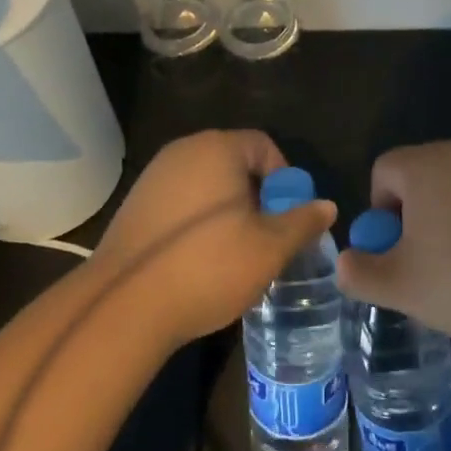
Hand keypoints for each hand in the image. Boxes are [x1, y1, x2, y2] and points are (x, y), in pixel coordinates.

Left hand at [91, 130, 337, 350]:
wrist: (124, 304)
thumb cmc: (208, 265)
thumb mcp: (268, 248)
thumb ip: (301, 222)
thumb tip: (327, 206)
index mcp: (217, 147)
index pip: (263, 145)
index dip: (283, 179)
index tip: (287, 218)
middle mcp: (183, 150)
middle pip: (234, 163)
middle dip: (256, 197)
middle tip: (265, 238)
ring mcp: (154, 176)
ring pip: (207, 184)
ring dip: (226, 211)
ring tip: (234, 254)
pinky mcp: (135, 204)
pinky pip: (180, 201)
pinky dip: (197, 222)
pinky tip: (198, 260)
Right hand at [335, 140, 450, 345]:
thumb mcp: (402, 287)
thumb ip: (361, 272)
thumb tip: (343, 262)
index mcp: (422, 166)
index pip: (383, 171)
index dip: (380, 212)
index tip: (396, 251)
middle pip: (419, 176)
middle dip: (414, 216)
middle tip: (425, 263)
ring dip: (449, 220)